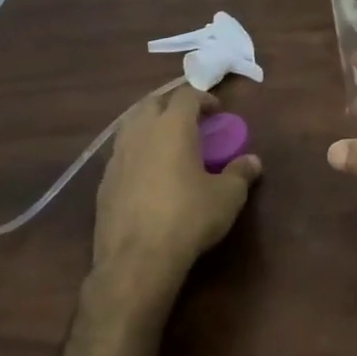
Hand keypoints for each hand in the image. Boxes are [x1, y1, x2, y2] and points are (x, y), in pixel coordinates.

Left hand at [91, 83, 260, 313]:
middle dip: (171, 104)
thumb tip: (253, 161)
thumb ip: (240, 174)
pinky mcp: (104, 181)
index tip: (217, 111)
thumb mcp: (226, 197)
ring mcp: (117, 156)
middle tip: (189, 120)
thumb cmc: (188, 218)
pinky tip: (147, 173)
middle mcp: (141, 132)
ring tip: (166, 142)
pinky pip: (121, 153)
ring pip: (131, 124)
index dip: (203, 97)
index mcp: (172, 126)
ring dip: (149, 125)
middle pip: (152, 102)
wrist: (136, 260)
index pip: (186, 95)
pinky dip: (136, 152)